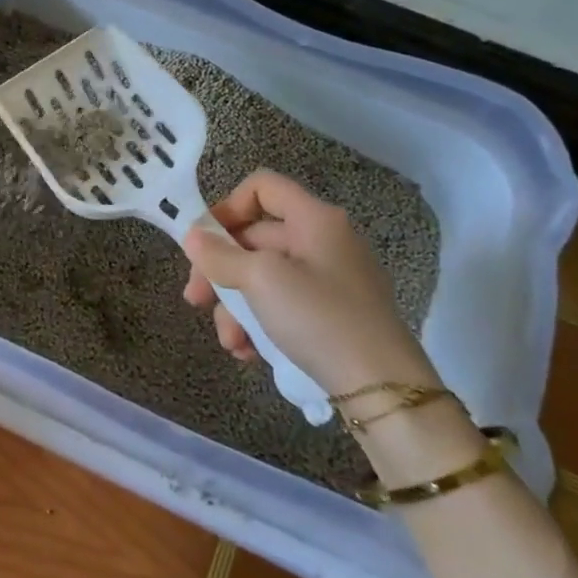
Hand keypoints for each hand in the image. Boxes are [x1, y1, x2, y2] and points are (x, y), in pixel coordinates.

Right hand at [181, 169, 436, 397]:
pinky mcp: (333, 314)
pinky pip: (283, 304)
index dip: (227, 206)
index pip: (262, 187)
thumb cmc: (319, 318)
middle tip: (195, 301)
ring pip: (263, 277)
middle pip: (255, 238)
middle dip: (220, 270)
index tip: (204, 242)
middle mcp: (324, 241)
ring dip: (235, 306)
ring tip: (230, 342)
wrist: (385, 390)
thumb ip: (220, 256)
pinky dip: (260, 323)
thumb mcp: (261, 281)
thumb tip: (192, 237)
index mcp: (314, 219)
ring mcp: (331, 279)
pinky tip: (249, 352)